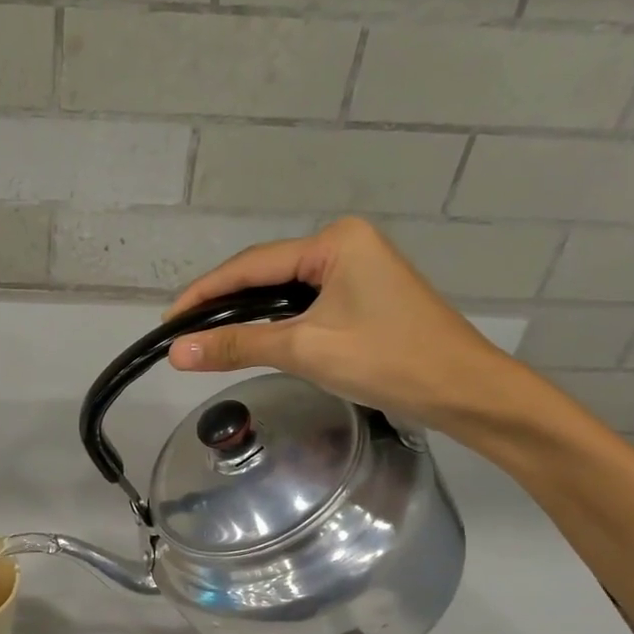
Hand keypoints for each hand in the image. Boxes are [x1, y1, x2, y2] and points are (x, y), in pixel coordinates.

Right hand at [164, 216, 527, 435]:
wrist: (465, 391)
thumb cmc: (388, 361)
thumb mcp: (306, 350)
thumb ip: (238, 345)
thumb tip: (176, 352)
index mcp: (334, 242)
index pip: (251, 265)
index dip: (205, 292)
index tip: (168, 321)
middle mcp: (345, 244)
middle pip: (266, 273)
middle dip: (224, 303)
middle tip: (183, 334)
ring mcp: (357, 269)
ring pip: (284, 290)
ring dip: (247, 314)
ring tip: (207, 338)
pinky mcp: (364, 296)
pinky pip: (305, 303)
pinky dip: (275, 322)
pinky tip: (253, 338)